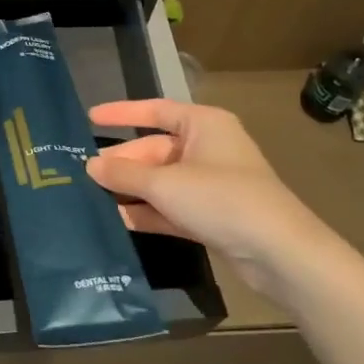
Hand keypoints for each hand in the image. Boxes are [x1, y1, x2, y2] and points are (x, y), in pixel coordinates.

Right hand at [85, 99, 337, 290]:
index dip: (122, 114)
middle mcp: (208, 148)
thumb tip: (91, 166)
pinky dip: (149, 212)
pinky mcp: (212, 216)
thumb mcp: (165, 184)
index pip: (155, 111)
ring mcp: (211, 184)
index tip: (90, 118)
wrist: (278, 252)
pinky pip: (172, 207)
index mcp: (204, 124)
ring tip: (92, 197)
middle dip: (123, 163)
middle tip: (84, 174)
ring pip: (162, 181)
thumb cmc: (221, 199)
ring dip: (132, 190)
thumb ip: (125, 174)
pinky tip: (119, 221)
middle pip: (155, 150)